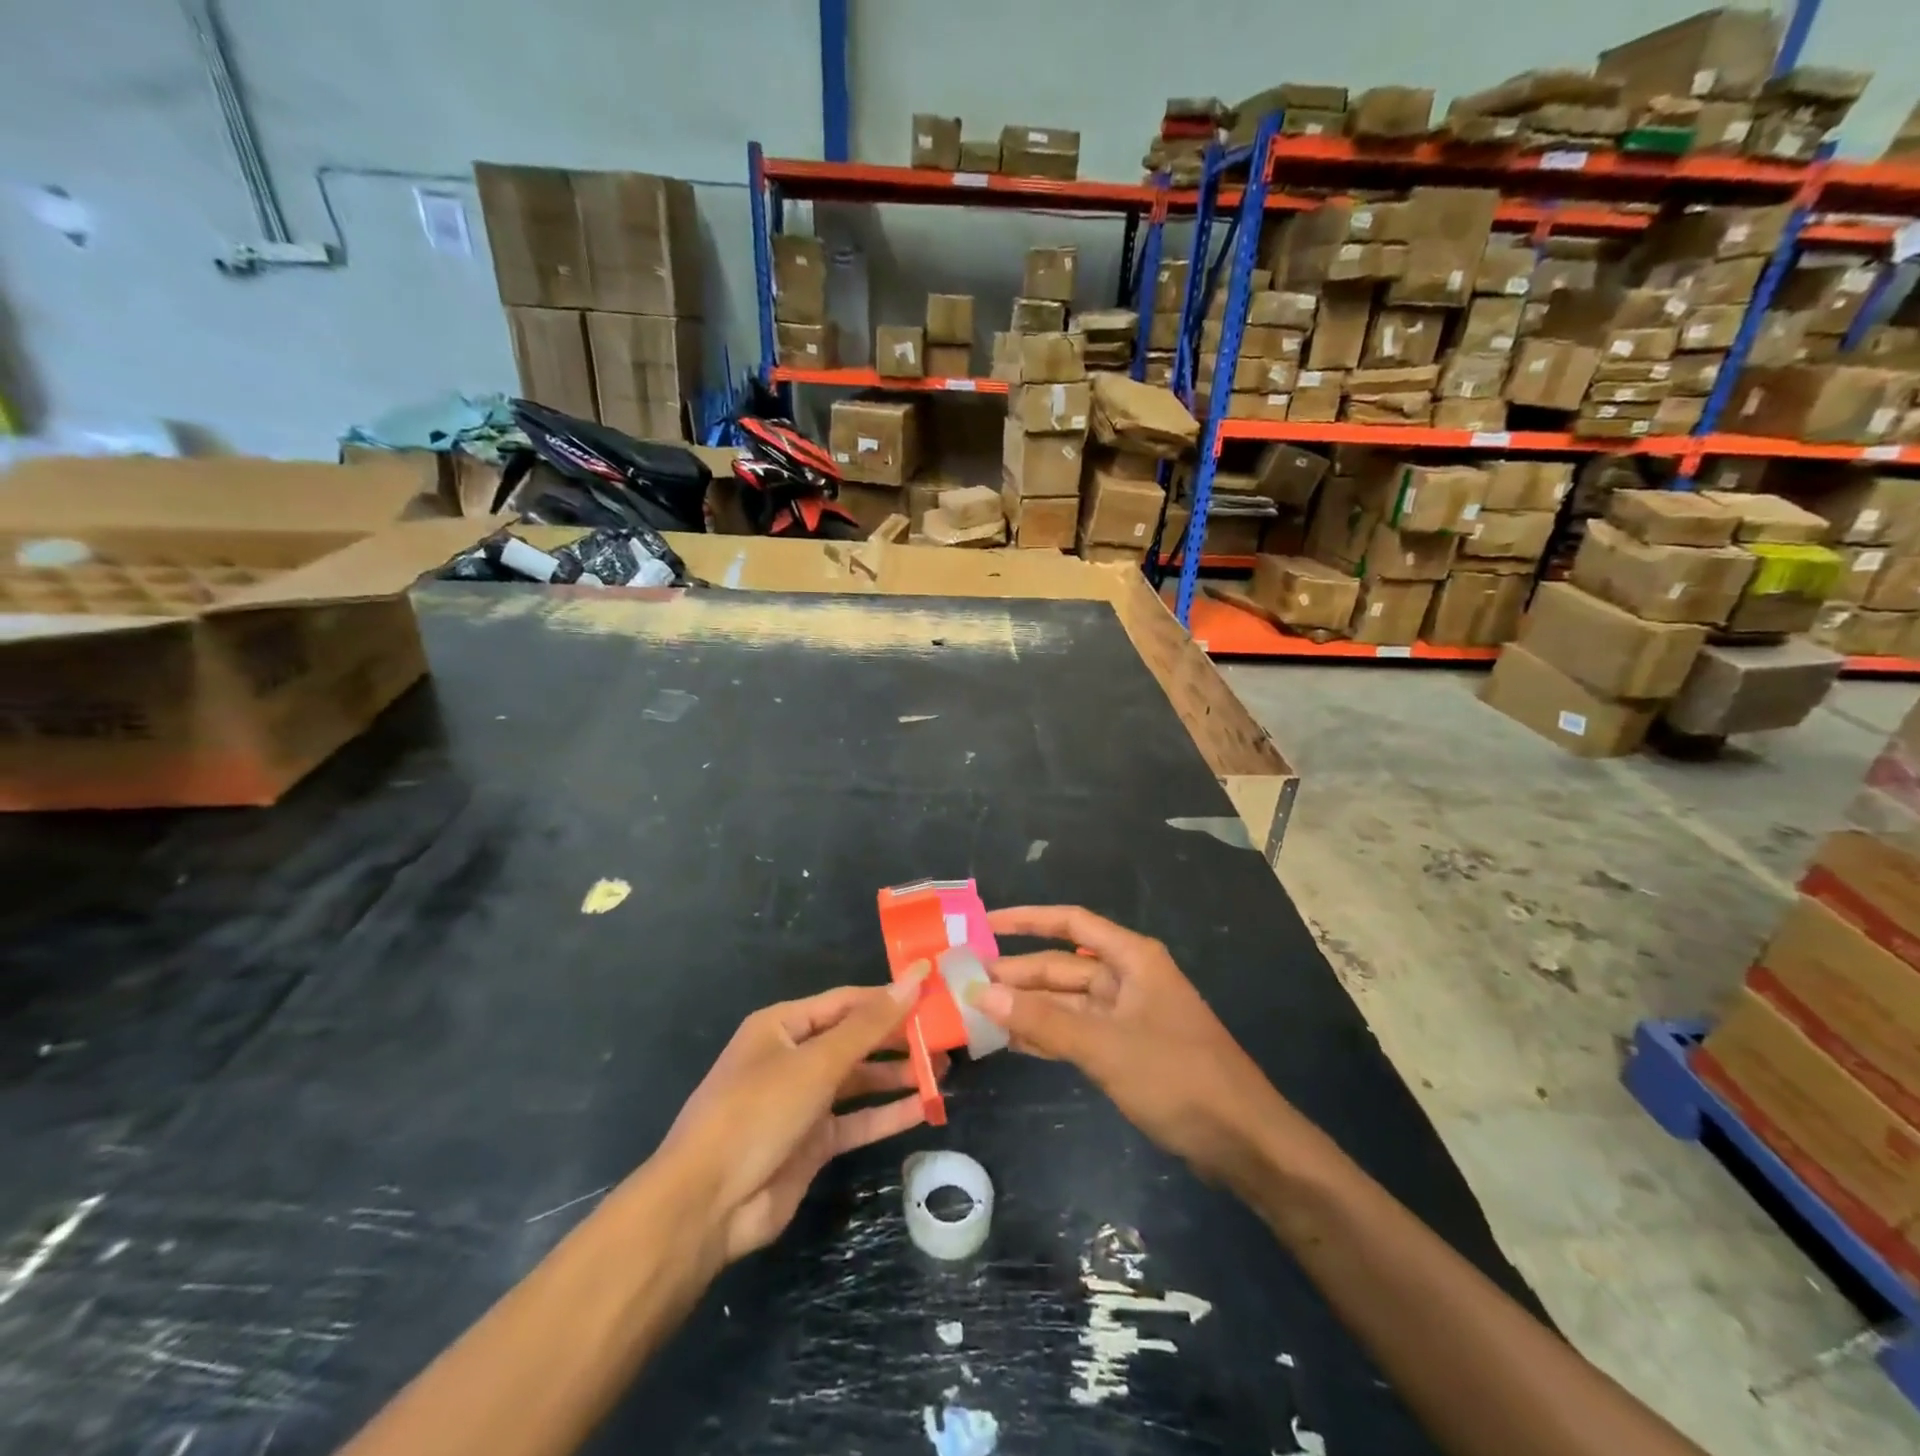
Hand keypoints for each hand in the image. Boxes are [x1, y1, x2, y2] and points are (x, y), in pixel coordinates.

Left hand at [660, 971, 938, 1266]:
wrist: (707, 1204)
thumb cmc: (758, 1112)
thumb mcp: (816, 1062)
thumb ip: (869, 1025)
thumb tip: (913, 980)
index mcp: (783, 1025)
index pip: (847, 1002)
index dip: (888, 997)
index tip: (933, 994)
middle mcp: (794, 1057)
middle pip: (855, 1039)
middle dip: (897, 1037)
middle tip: (945, 1036)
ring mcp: (803, 1101)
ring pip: (859, 1080)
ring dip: (897, 1074)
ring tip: (943, 1070)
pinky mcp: (813, 1142)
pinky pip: (857, 1120)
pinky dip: (888, 1113)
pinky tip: (925, 1108)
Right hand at [974, 906, 1284, 1186]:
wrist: (1244, 1142)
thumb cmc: (1178, 1078)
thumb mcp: (1105, 1046)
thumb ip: (1043, 1020)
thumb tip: (981, 992)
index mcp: (1132, 959)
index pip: (1071, 923)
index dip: (1027, 919)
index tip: (985, 924)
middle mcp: (1129, 978)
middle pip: (1063, 966)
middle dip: (1019, 973)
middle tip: (966, 983)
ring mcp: (1129, 1016)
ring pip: (1067, 1002)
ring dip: (1028, 1007)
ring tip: (978, 1011)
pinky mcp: (1129, 1050)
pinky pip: (1078, 1032)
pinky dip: (1048, 1035)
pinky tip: (1013, 1043)